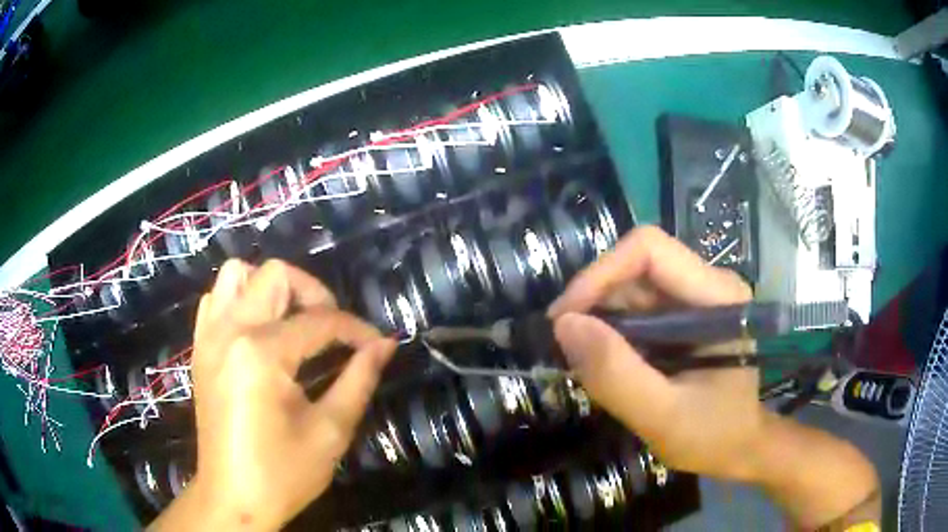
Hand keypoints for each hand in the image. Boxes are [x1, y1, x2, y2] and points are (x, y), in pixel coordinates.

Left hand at [151, 259, 395, 530]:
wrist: (233, 499)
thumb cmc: (282, 473)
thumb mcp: (330, 432)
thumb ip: (359, 379)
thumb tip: (385, 345)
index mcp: (260, 353)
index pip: (319, 321)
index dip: (356, 330)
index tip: (378, 345)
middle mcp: (229, 331)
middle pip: (275, 275)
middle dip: (313, 294)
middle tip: (333, 330)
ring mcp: (208, 337)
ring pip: (237, 275)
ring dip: (271, 290)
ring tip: (293, 323)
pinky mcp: (200, 349)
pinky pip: (215, 300)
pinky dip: (241, 301)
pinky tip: (259, 333)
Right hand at [547, 226, 762, 481]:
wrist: (738, 447)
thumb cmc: (713, 436)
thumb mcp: (663, 418)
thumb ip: (616, 375)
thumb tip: (564, 326)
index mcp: (718, 297)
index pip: (649, 250)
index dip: (600, 274)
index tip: (566, 319)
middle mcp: (708, 285)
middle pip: (636, 265)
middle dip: (594, 299)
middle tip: (566, 346)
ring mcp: (696, 299)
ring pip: (631, 286)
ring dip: (599, 317)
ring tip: (582, 359)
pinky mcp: (683, 316)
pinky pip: (636, 307)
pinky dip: (611, 330)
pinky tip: (604, 360)